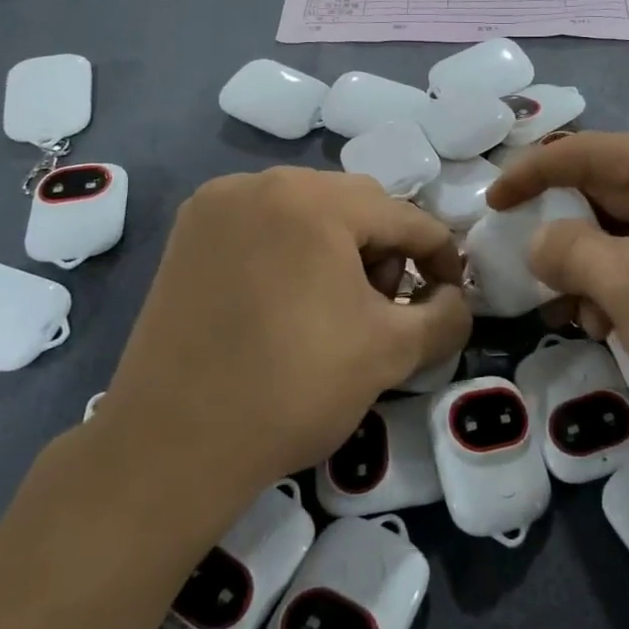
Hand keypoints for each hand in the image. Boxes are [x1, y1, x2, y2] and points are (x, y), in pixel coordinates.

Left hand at [98, 168, 470, 507]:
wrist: (172, 445)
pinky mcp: (187, 235)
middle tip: (386, 308)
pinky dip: (292, 252)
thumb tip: (455, 300)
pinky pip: (264, 226)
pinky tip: (288, 303)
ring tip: (336, 307)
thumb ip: (448, 316)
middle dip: (385, 252)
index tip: (450, 299)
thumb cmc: (294, 388)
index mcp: (313, 200)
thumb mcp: (392, 352)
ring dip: (339, 249)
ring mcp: (216, 205)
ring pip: (307, 212)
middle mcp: (260, 183)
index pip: (405, 218)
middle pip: (355, 206)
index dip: (440, 258)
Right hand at [486, 133, 628, 456]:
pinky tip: (608, 329)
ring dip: (592, 272)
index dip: (533, 174)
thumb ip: (567, 250)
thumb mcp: (626, 282)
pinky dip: (624, 293)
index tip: (491, 203)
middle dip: (566, 234)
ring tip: (572, 315)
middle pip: (612, 196)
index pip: (592, 152)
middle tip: (527, 269)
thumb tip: (540, 241)